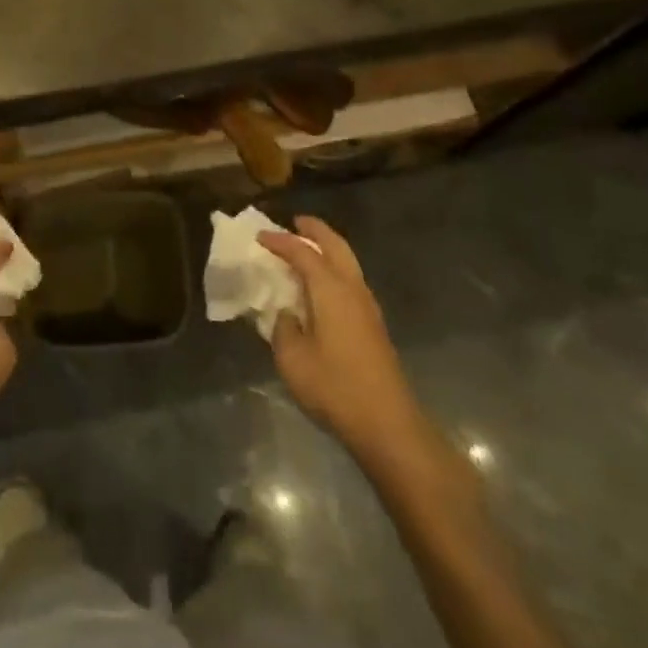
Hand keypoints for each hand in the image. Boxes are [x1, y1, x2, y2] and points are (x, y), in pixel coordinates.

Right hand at [261, 217, 425, 468]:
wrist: (388, 424)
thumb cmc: (335, 387)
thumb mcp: (293, 359)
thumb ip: (283, 328)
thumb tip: (286, 313)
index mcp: (331, 290)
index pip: (302, 253)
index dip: (280, 241)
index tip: (259, 236)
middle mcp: (352, 289)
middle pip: (336, 246)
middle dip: (315, 230)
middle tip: (295, 222)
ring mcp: (368, 307)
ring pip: (348, 262)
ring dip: (328, 249)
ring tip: (306, 250)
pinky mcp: (374, 325)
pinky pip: (351, 281)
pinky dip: (334, 269)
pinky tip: (321, 286)